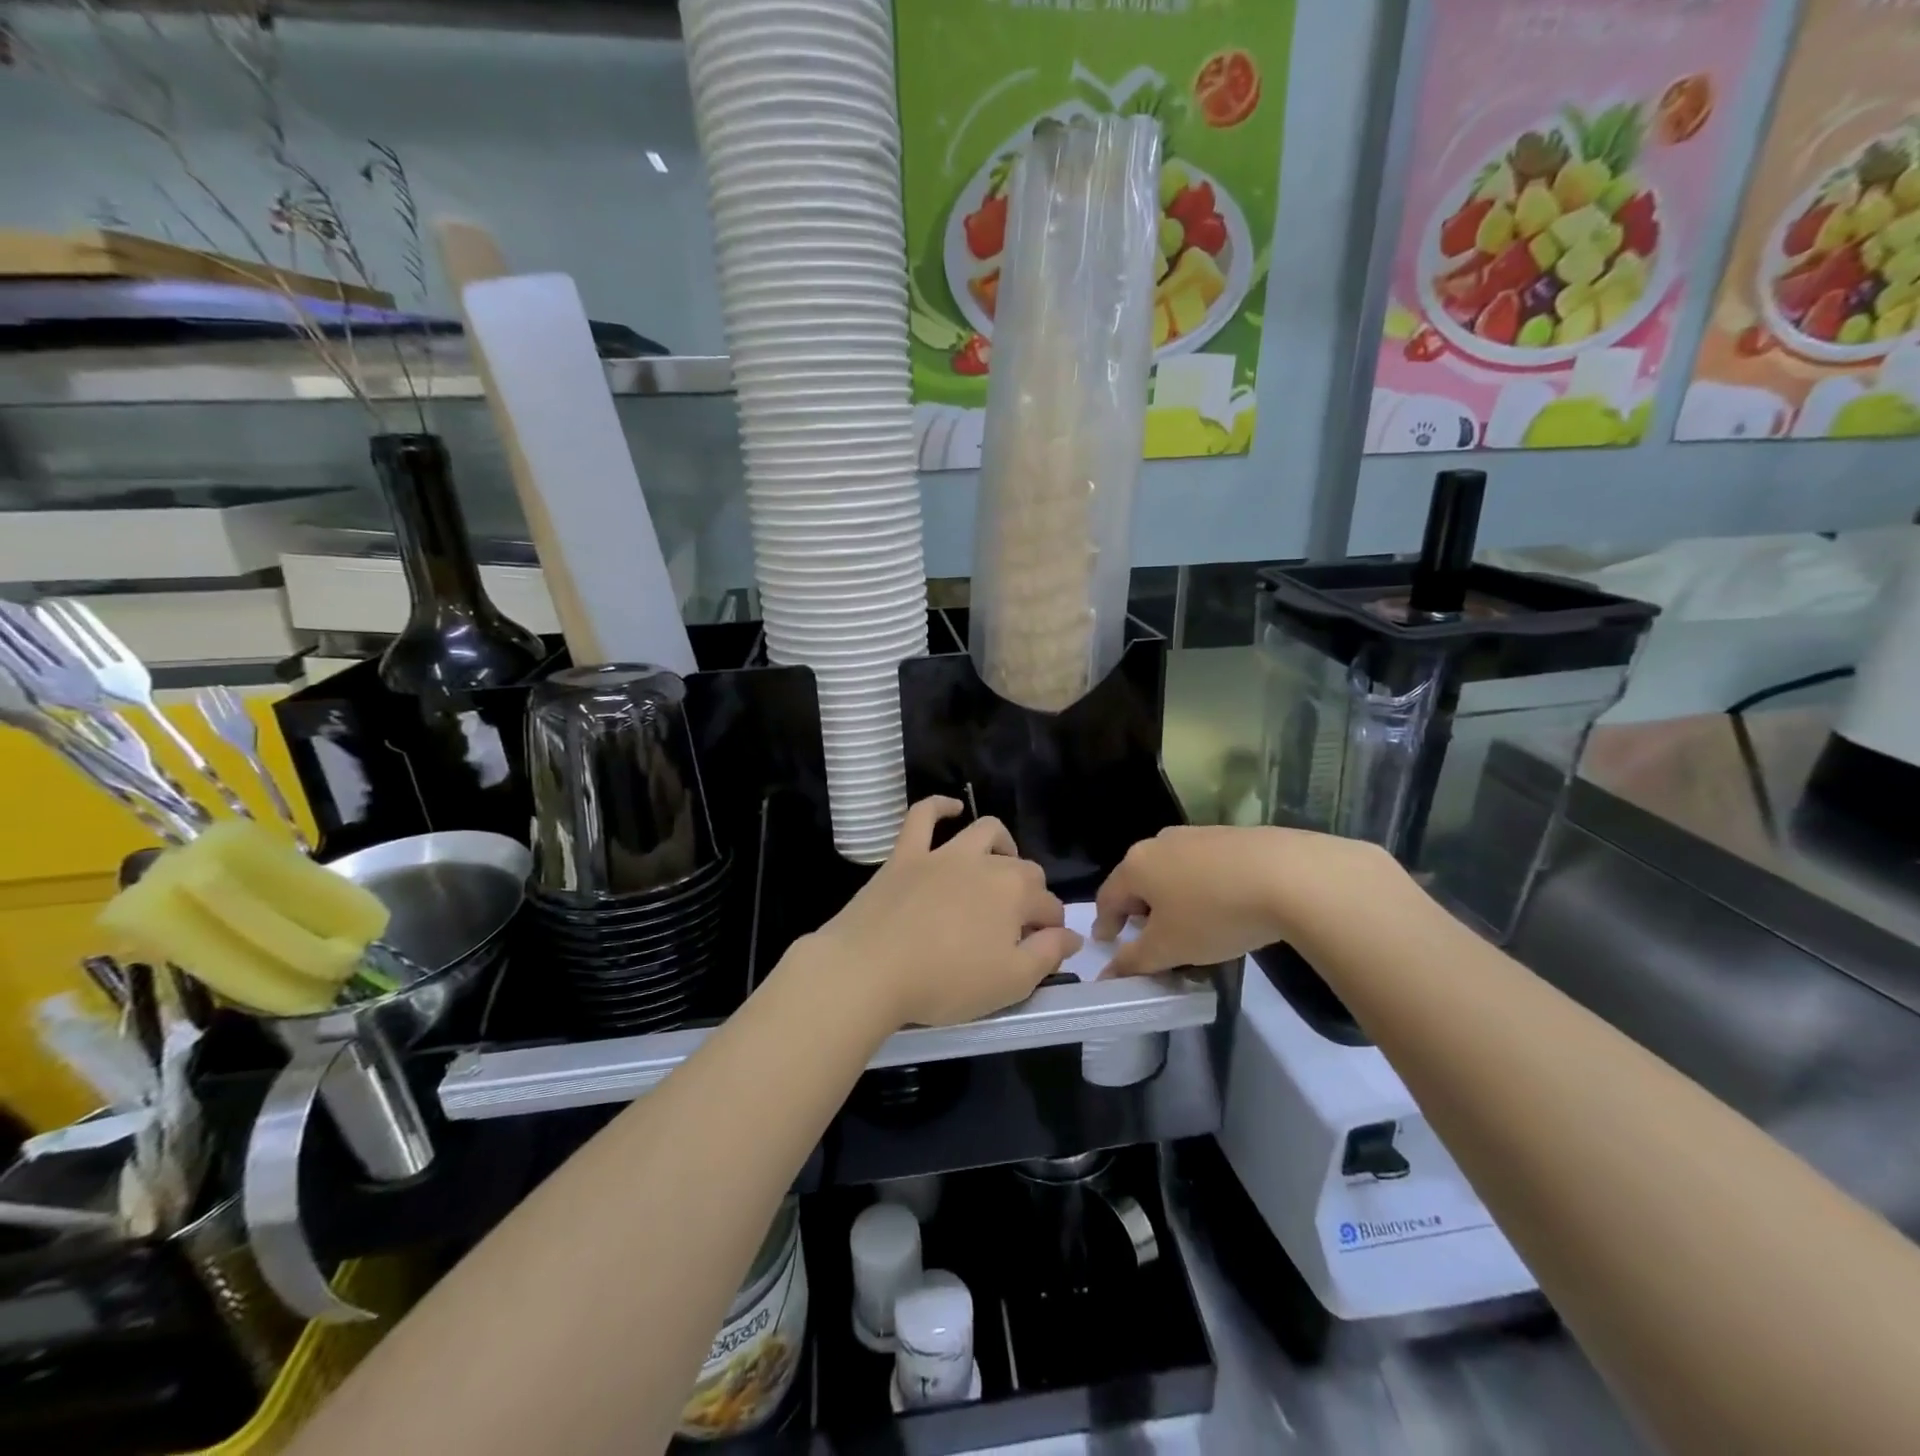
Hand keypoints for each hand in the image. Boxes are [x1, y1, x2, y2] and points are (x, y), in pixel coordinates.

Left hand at [807, 797, 1080, 1028]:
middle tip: (1017, 924)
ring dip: (1001, 844)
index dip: (1052, 929)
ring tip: (1001, 863)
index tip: (1043, 949)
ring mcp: (942, 853)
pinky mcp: (905, 854)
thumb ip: (1048, 955)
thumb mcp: (1010, 982)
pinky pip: (922, 816)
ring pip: (983, 832)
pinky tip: (951, 808)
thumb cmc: (945, 982)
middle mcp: (985, 863)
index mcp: (1015, 893)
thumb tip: (1072, 935)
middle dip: (1031, 892)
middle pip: (1022, 868)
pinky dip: (939, 807)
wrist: (870, 969)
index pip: (1049, 906)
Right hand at [1093, 825, 1399, 977]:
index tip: (1108, 942)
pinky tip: (1224, 908)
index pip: (1108, 896)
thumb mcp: (1170, 948)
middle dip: (1140, 910)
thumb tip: (1108, 974)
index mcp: (1136, 865)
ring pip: (1173, 871)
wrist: (1290, 876)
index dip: (1105, 923)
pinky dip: (1202, 888)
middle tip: (1151, 938)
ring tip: (1191, 926)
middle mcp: (1160, 842)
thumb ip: (1134, 961)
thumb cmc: (1214, 914)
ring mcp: (1197, 835)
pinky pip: (1204, 866)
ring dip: (1173, 899)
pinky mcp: (1231, 836)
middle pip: (1139, 880)